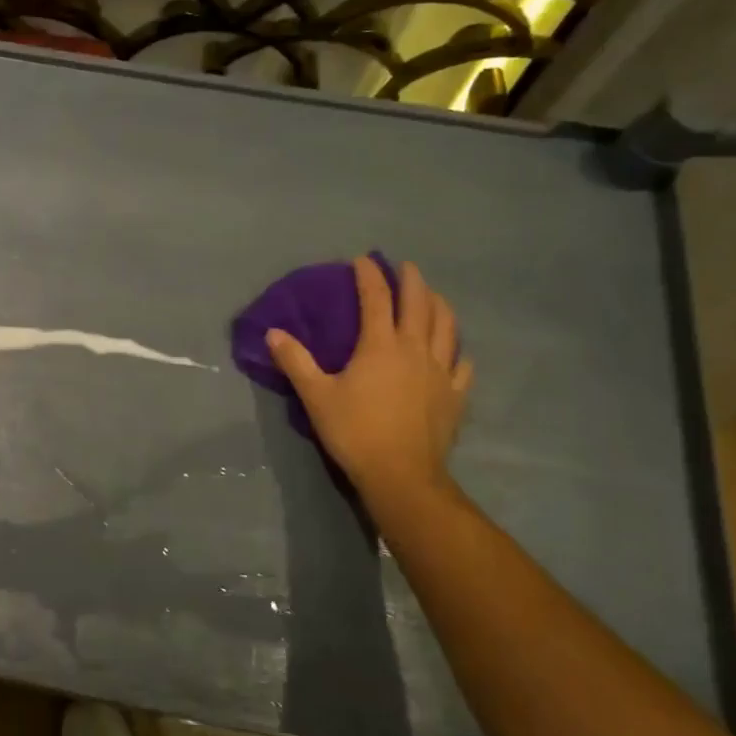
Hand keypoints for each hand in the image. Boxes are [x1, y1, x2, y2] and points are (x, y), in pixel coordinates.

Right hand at [266, 258, 471, 504]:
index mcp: (380, 345)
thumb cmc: (355, 431)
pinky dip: (457, 350)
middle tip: (405, 267)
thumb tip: (273, 333)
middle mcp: (415, 349)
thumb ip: (295, 361)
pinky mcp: (455, 395)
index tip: (362, 260)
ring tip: (433, 297)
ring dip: (439, 305)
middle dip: (412, 280)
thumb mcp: (316, 396)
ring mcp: (441, 372)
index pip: (376, 298)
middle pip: (419, 304)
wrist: (401, 475)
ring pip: (447, 327)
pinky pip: (462, 364)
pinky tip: (454, 351)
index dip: (369, 275)